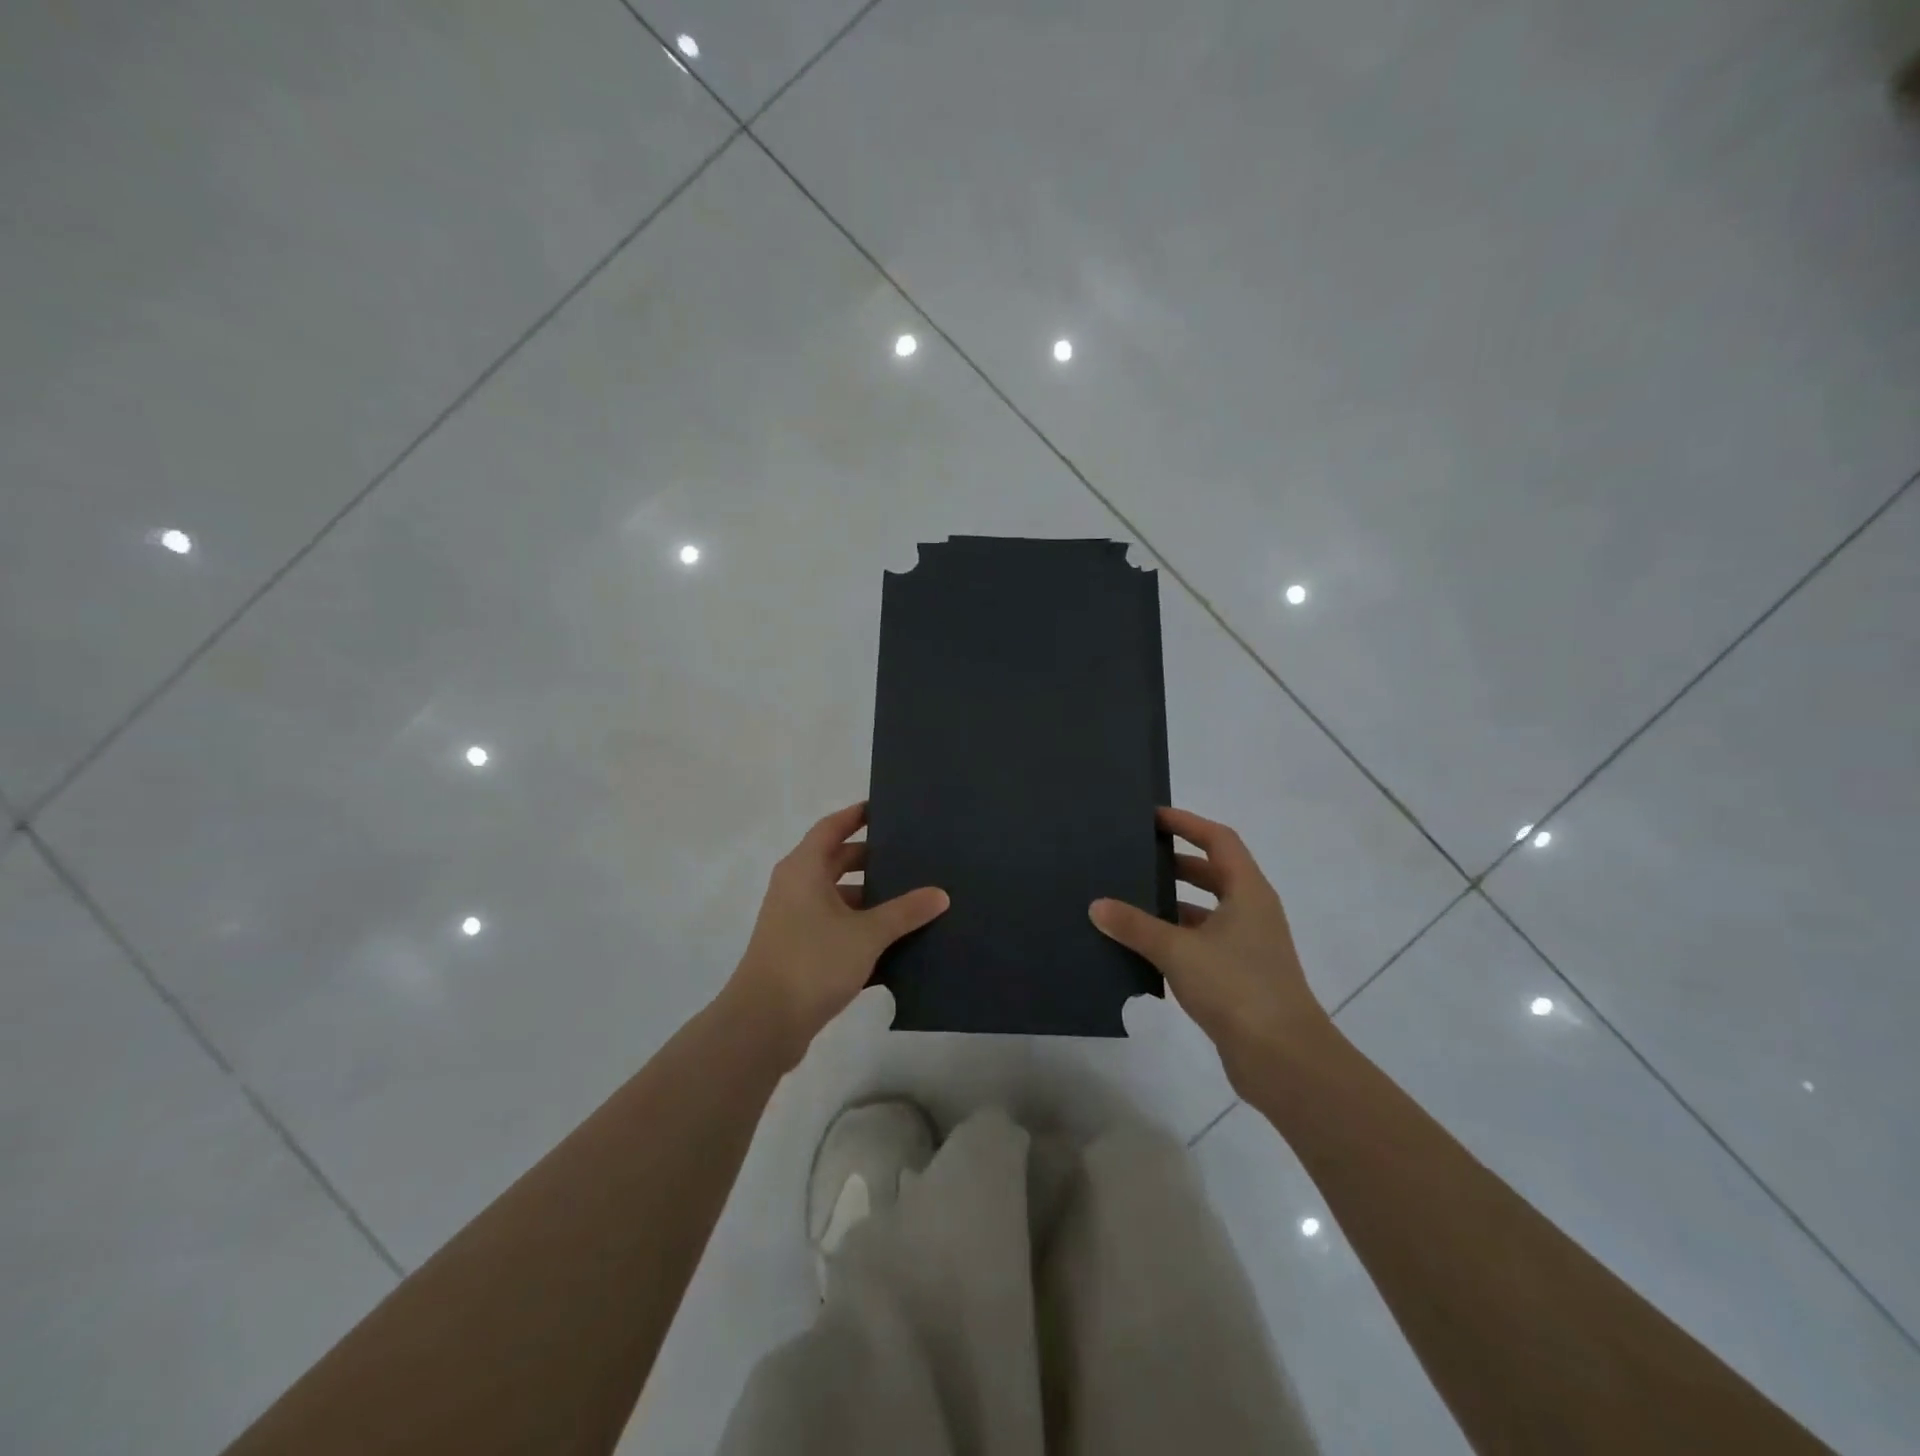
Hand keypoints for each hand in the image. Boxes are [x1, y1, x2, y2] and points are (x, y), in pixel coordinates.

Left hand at [724, 801, 948, 1067]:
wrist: (763, 1024)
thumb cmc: (812, 962)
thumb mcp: (867, 934)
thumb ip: (905, 912)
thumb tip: (940, 894)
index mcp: (804, 869)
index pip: (832, 827)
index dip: (857, 815)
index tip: (886, 809)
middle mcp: (795, 887)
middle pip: (836, 860)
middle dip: (871, 859)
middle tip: (910, 857)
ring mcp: (794, 920)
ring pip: (837, 897)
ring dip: (868, 897)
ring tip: (910, 899)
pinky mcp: (798, 950)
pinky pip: (834, 926)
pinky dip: (859, 927)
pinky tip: (893, 941)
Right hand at [1090, 806, 1331, 1089]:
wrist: (1283, 1058)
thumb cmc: (1237, 987)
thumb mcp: (1178, 950)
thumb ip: (1135, 926)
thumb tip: (1097, 906)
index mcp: (1248, 892)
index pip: (1218, 840)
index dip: (1187, 823)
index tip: (1152, 817)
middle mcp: (1251, 912)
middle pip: (1212, 873)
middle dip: (1175, 863)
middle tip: (1134, 857)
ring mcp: (1247, 946)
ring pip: (1205, 911)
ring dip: (1172, 904)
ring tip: (1128, 900)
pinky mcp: (1239, 977)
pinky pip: (1201, 943)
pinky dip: (1175, 938)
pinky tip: (1142, 947)